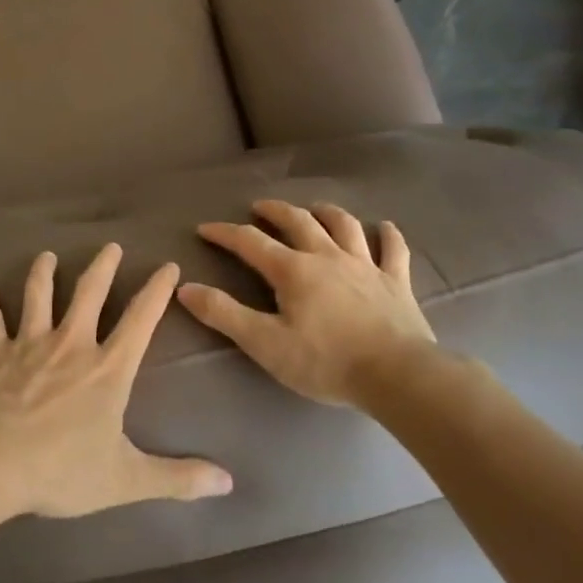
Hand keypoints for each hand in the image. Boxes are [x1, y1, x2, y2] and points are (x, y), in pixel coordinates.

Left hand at [0, 244, 233, 517]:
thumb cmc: (63, 469)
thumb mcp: (127, 480)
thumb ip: (177, 478)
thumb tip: (228, 482)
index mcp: (108, 369)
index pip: (140, 320)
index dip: (157, 291)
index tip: (168, 266)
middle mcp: (71, 345)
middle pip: (89, 294)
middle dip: (103, 267)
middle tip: (111, 246)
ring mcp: (29, 344)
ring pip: (38, 295)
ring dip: (43, 273)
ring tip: (47, 255)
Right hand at [177, 199, 442, 409]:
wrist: (397, 375)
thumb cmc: (326, 361)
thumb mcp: (264, 343)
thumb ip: (224, 314)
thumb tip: (185, 288)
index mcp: (293, 270)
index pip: (250, 242)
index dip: (225, 233)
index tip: (205, 229)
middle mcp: (327, 256)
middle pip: (298, 222)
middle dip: (274, 211)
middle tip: (259, 207)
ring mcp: (365, 266)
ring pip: (344, 226)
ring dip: (326, 213)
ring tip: (315, 208)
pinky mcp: (396, 281)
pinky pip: (393, 250)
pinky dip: (388, 235)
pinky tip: (385, 227)